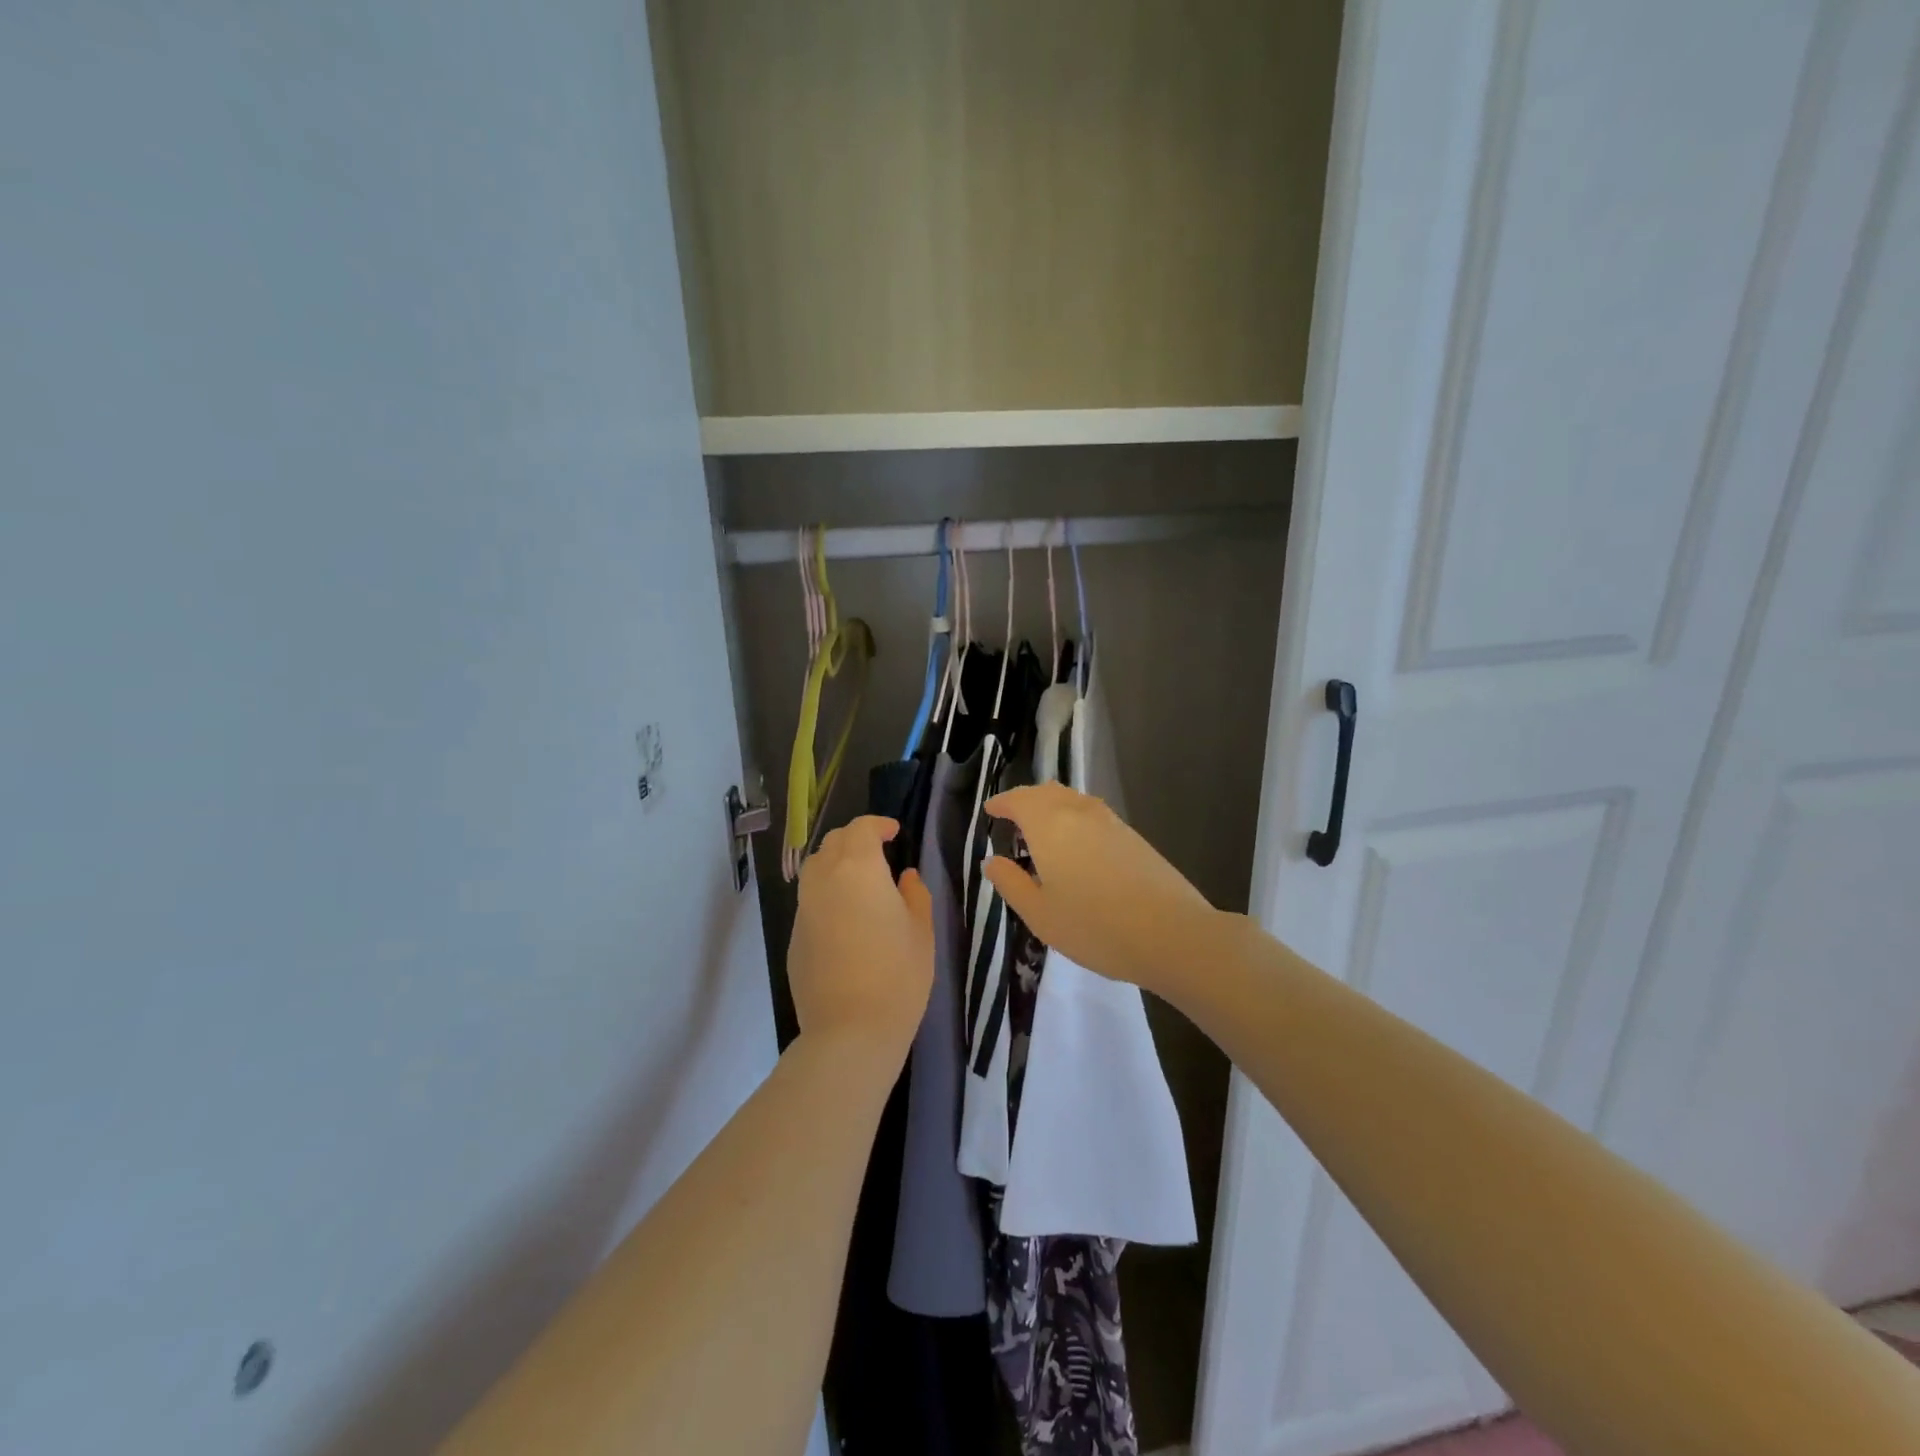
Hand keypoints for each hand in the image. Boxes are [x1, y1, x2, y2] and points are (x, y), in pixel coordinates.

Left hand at [787, 817, 933, 1064]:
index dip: (878, 825)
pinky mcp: (794, 937)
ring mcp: (804, 909)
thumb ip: (914, 895)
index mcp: (858, 869)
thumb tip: (904, 877)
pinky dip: (826, 894)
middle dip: (855, 840)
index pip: (860, 829)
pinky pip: (810, 900)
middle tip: (879, 853)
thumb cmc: (897, 975)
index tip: (894, 833)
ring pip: (815, 869)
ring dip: (836, 864)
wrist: (850, 1031)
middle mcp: (823, 880)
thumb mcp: (922, 931)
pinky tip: (846, 919)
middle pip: (832, 843)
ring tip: (860, 881)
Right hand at [983, 782, 1215, 999]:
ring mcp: (1110, 821)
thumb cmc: (1095, 926)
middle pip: (1047, 792)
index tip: (991, 810)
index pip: (1019, 800)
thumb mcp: (1040, 914)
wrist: (1172, 933)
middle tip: (1013, 818)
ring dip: (1052, 807)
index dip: (1003, 803)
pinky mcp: (1133, 836)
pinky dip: (1075, 819)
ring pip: (1072, 801)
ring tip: (1043, 831)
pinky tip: (1078, 846)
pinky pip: (1093, 814)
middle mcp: (1078, 813)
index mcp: (1049, 825)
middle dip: (1026, 800)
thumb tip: (992, 861)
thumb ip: (1011, 884)